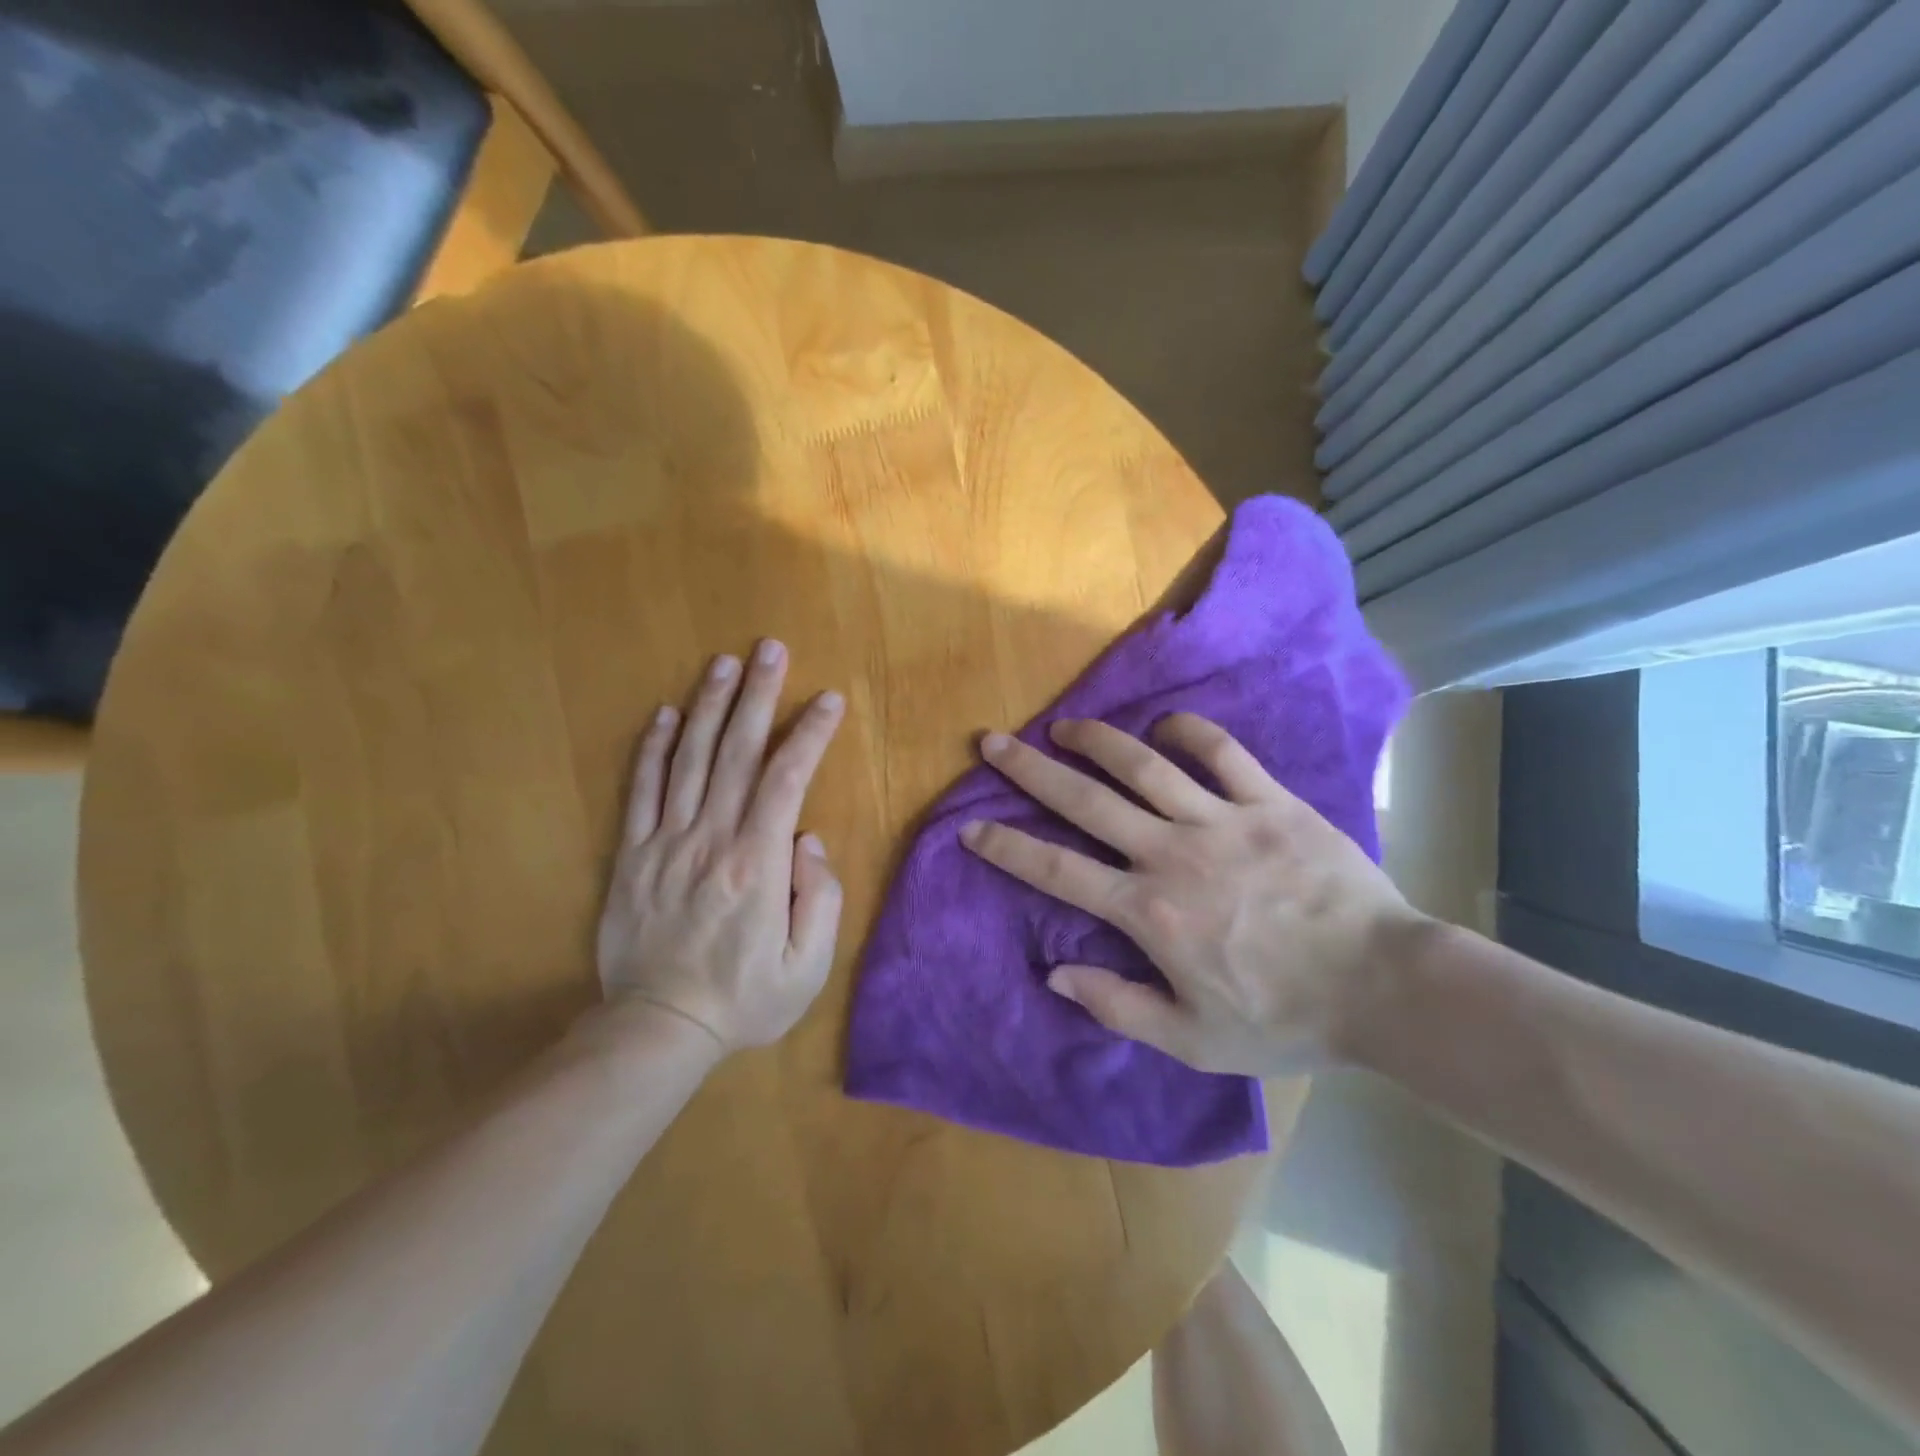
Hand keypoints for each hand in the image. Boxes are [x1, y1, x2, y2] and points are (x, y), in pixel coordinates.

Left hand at [595, 641, 846, 1054]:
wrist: (658, 1029)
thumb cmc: (745, 999)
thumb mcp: (808, 966)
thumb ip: (820, 898)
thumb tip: (807, 839)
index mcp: (758, 863)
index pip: (787, 780)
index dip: (810, 734)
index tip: (828, 699)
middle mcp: (712, 839)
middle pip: (738, 753)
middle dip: (759, 696)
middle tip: (771, 649)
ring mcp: (667, 843)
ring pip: (689, 759)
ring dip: (709, 707)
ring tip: (725, 664)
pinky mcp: (633, 855)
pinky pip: (642, 791)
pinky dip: (652, 749)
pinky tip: (665, 714)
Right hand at [960, 716, 1427, 1075]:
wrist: (1384, 987)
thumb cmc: (1285, 1019)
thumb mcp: (1194, 1039)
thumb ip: (1119, 1006)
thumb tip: (1056, 974)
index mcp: (1149, 911)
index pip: (1058, 871)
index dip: (1008, 847)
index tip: (971, 827)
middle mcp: (1172, 853)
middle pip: (1087, 801)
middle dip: (1031, 770)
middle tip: (994, 742)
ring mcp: (1222, 821)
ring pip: (1144, 766)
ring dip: (1098, 741)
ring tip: (1065, 725)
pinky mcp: (1270, 802)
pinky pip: (1222, 754)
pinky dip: (1189, 732)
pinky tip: (1165, 725)